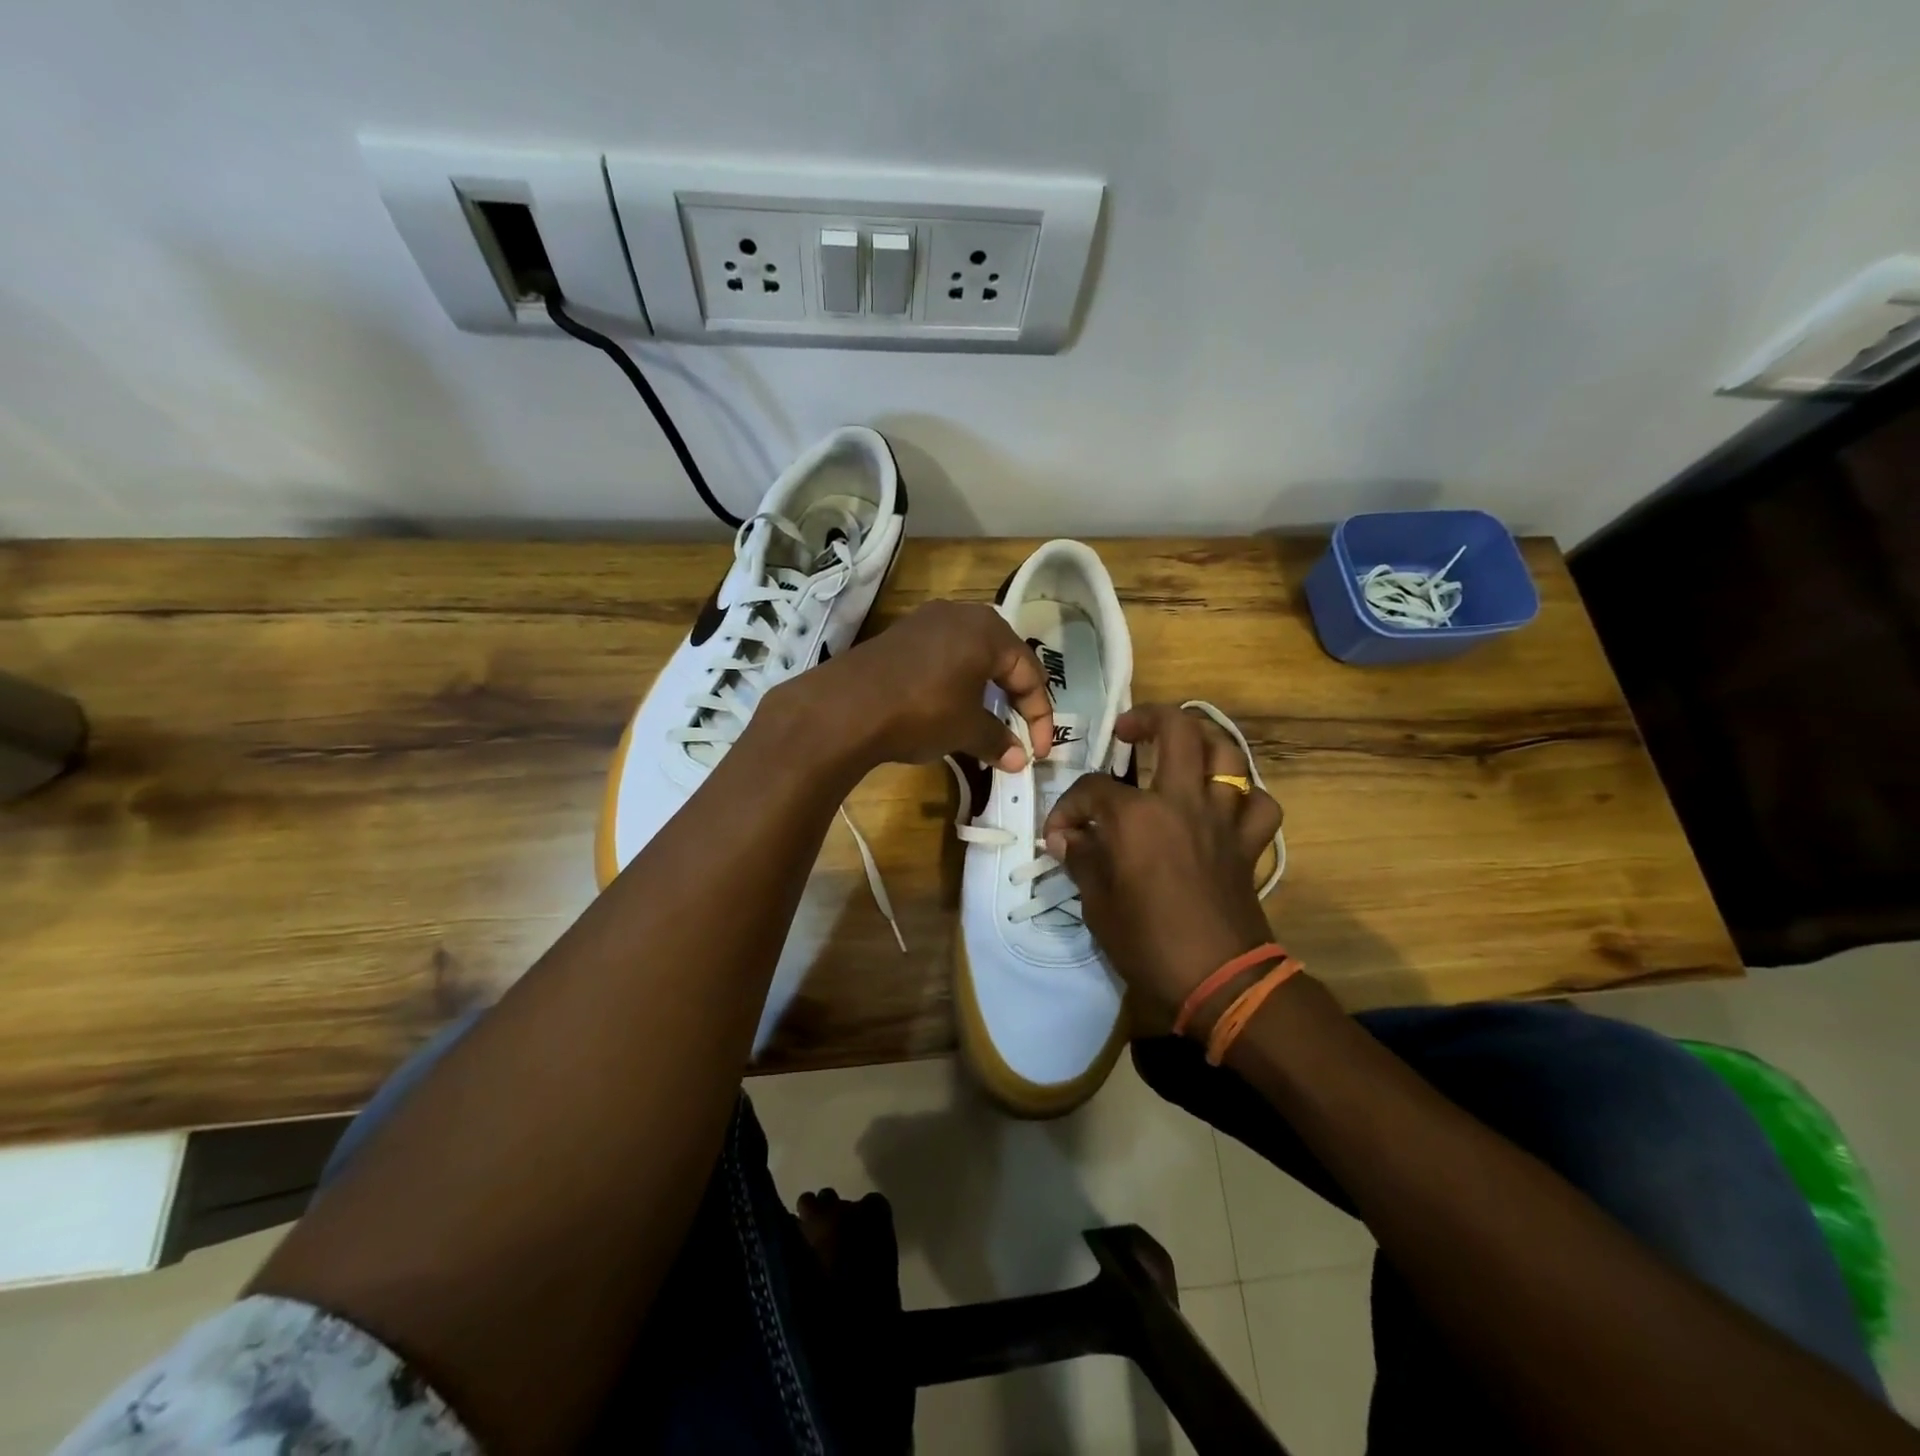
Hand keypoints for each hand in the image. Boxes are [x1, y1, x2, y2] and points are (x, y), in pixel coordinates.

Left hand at [774, 600, 1054, 771]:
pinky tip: (946, 707)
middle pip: (1002, 658)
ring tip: (984, 723)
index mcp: (988, 630)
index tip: (1038, 752)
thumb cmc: (921, 712)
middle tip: (1016, 731)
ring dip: (983, 691)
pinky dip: (954, 682)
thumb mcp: (965, 730)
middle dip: (1013, 698)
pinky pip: (942, 657)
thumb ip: (997, 740)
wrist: (844, 708)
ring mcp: (925, 621)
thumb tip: (1017, 759)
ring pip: (970, 656)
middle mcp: (960, 614)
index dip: (1039, 717)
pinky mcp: (899, 635)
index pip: (1029, 673)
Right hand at [1043, 704, 1282, 1030]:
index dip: (1068, 808)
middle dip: (1148, 718)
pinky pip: (1259, 803)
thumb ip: (1082, 859)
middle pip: (1177, 730)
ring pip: (1228, 753)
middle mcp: (1182, 801)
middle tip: (1128, 732)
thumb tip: (1067, 838)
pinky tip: (1225, 804)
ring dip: (1203, 741)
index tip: (1059, 836)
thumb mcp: (1097, 904)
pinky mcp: (1249, 843)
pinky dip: (1245, 796)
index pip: (1092, 790)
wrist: (1220, 980)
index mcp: (1137, 816)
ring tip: (1182, 748)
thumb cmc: (1148, 942)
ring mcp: (1223, 818)